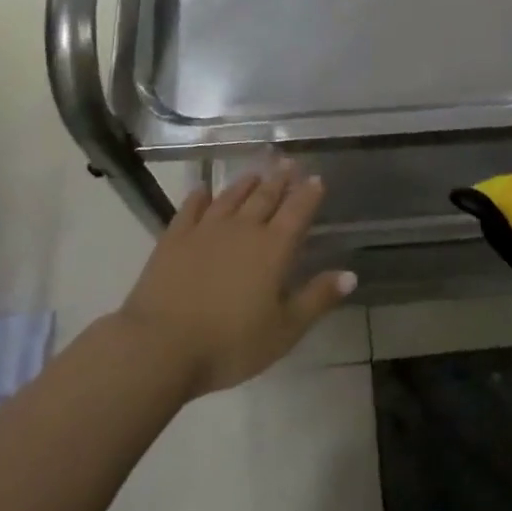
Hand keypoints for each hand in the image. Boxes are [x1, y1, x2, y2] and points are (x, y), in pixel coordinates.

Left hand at [116, 164, 356, 397]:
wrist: (160, 346)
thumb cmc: (229, 344)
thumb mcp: (284, 330)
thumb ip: (317, 299)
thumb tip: (351, 274)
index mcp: (273, 248)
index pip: (297, 212)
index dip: (308, 194)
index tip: (316, 178)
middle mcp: (242, 229)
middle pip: (265, 197)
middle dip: (280, 180)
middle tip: (289, 164)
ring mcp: (205, 229)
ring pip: (231, 197)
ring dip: (245, 183)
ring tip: (256, 173)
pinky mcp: (174, 237)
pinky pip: (191, 208)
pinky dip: (200, 197)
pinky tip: (203, 191)